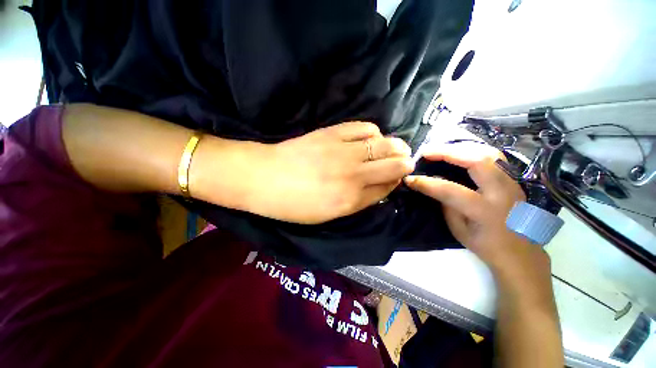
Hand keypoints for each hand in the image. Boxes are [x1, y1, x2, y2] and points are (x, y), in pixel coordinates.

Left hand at [242, 122, 413, 223]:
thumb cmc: (293, 204)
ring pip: (386, 145)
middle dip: (405, 164)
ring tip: (395, 148)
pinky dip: (374, 133)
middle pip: (395, 165)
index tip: (397, 179)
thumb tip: (378, 188)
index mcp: (351, 200)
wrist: (264, 178)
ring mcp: (345, 152)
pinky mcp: (333, 133)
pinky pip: (365, 128)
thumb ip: (356, 202)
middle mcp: (354, 175)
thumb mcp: (327, 215)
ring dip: (396, 147)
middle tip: (403, 162)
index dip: (396, 182)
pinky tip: (372, 138)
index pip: (388, 188)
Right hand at [404, 143, 548, 274]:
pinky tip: (460, 152)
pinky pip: (494, 156)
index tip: (410, 178)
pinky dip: (474, 150)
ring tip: (441, 150)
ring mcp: (512, 182)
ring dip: (461, 147)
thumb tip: (433, 182)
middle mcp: (502, 192)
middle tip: (426, 152)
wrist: (521, 252)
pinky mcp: (514, 179)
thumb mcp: (459, 229)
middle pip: (477, 160)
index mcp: (485, 210)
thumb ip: (446, 204)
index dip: (426, 183)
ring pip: (488, 153)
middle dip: (447, 152)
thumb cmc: (486, 244)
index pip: (450, 190)